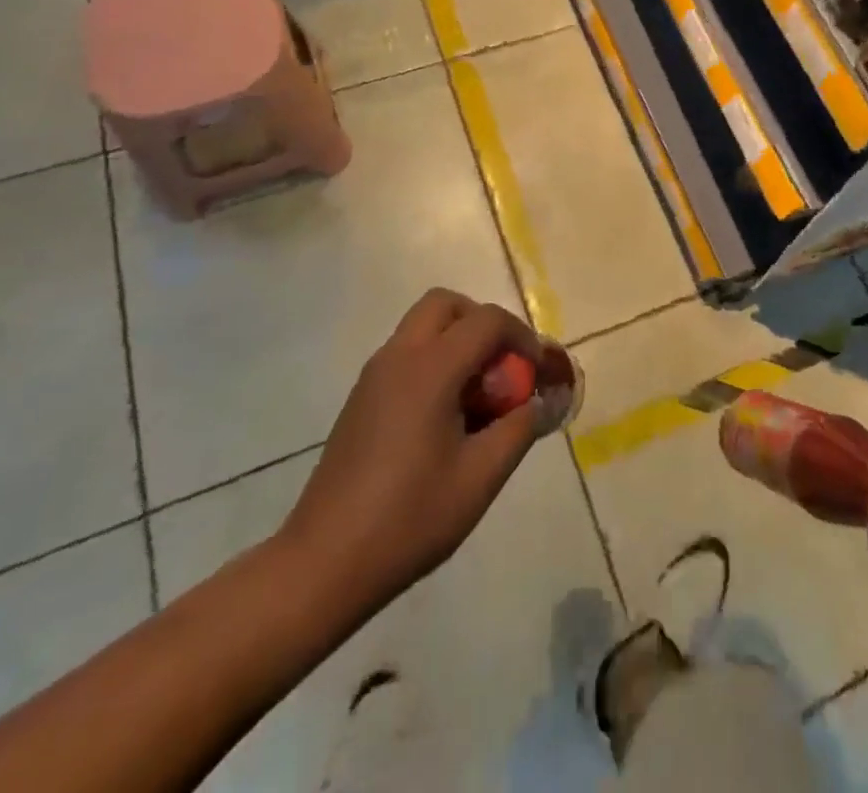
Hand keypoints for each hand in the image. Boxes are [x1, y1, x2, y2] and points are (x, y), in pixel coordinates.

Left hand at [278, 289, 543, 612]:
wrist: (323, 563)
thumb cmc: (409, 518)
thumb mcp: (481, 477)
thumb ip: (520, 428)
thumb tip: (543, 401)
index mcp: (430, 369)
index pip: (487, 320)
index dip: (521, 337)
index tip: (537, 373)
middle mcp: (399, 357)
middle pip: (446, 304)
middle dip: (483, 323)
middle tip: (502, 367)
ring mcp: (374, 376)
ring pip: (423, 326)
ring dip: (458, 341)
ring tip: (478, 397)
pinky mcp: (362, 398)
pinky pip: (407, 354)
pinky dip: (435, 361)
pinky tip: (445, 418)